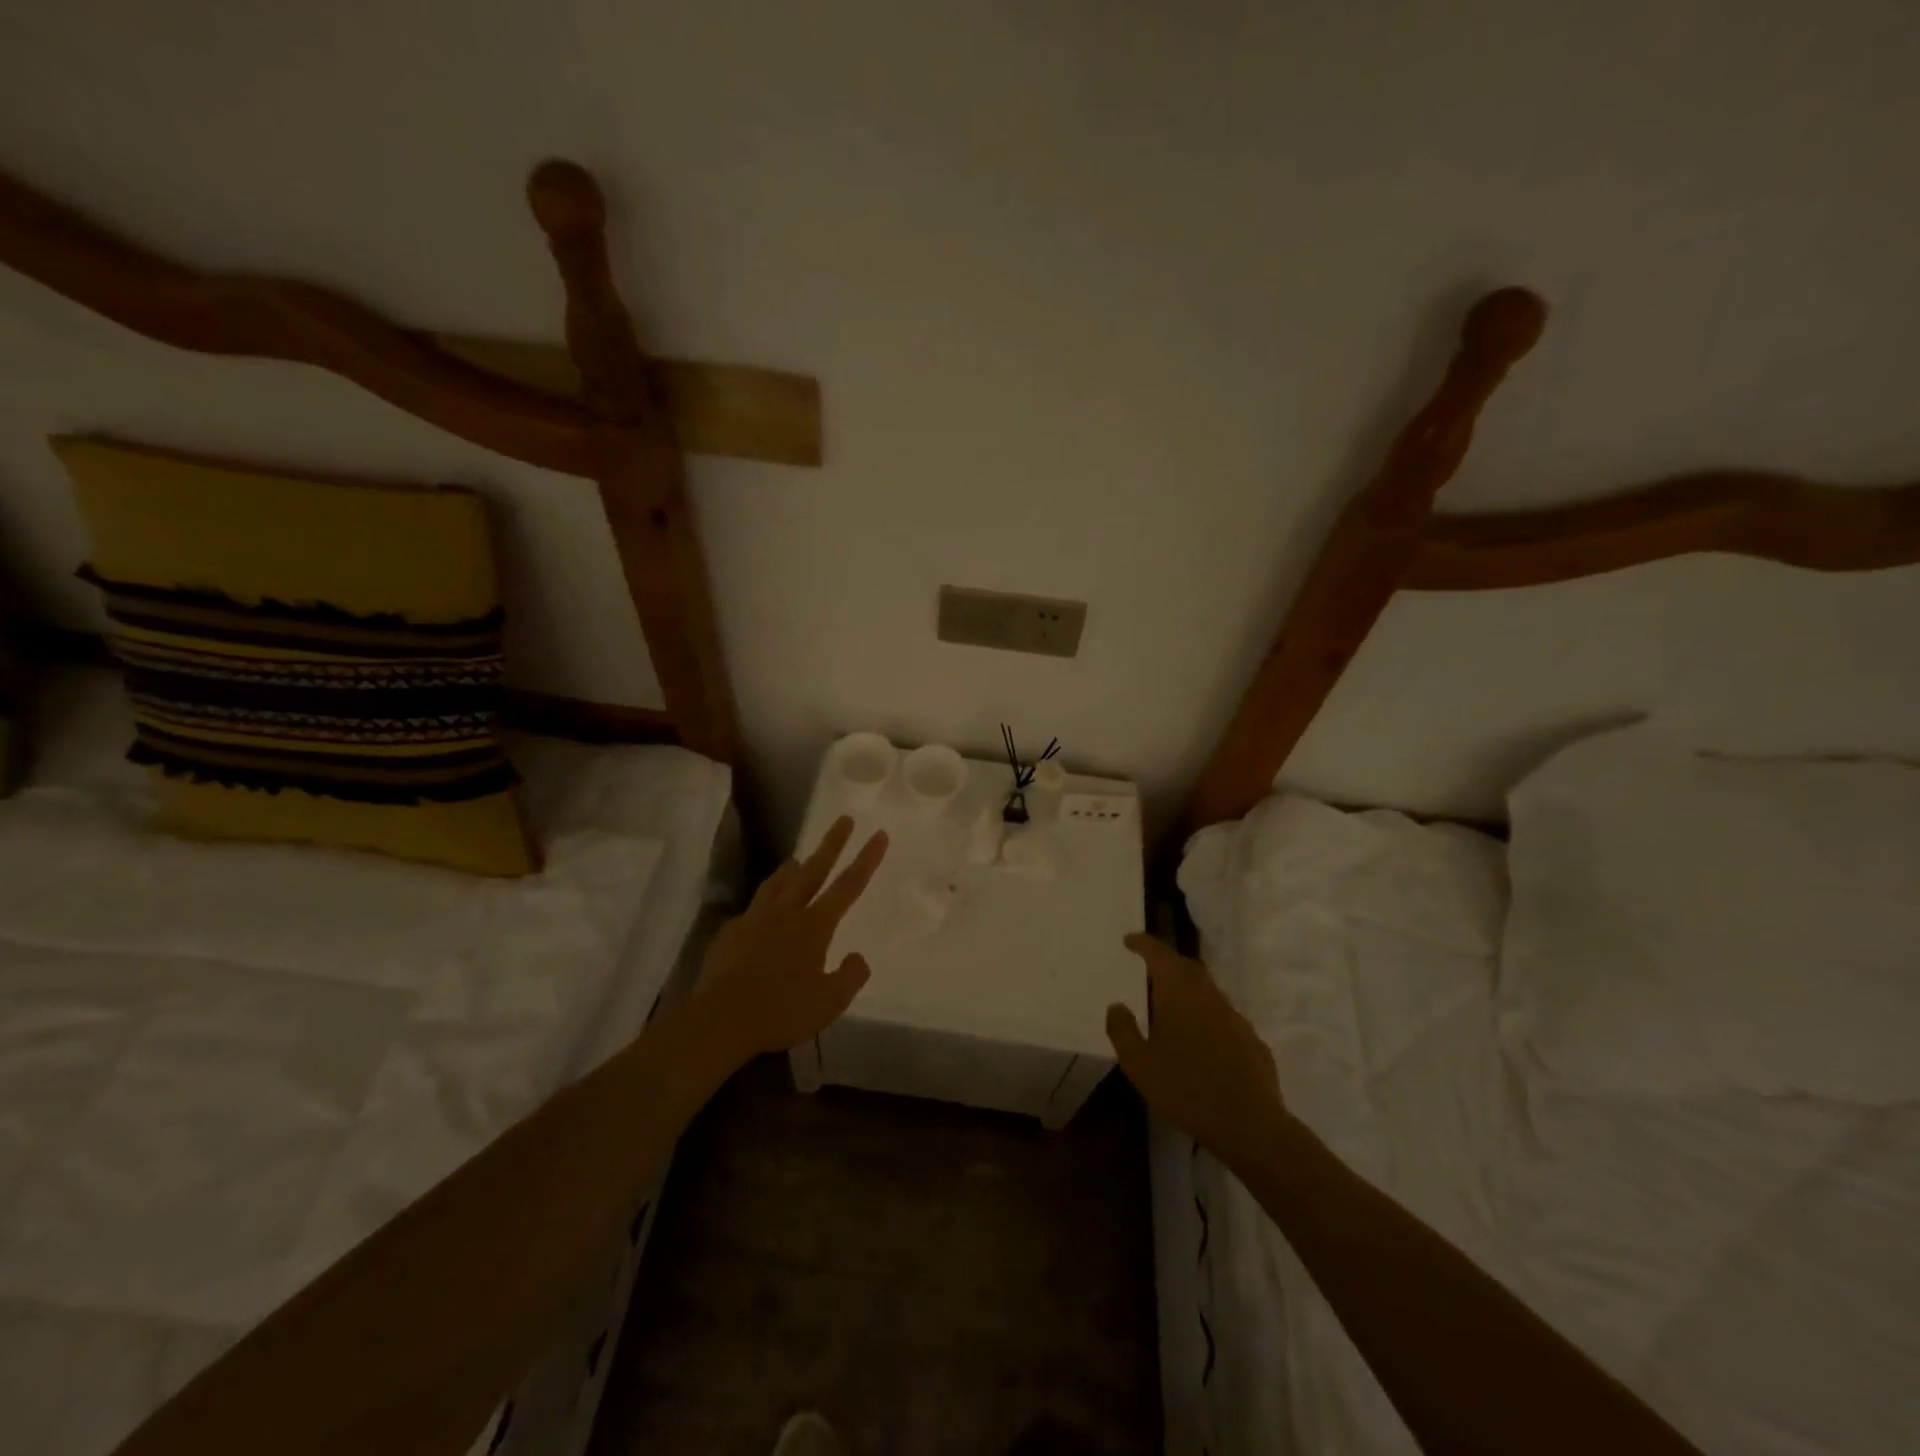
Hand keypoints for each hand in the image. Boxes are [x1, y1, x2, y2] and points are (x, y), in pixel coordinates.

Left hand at [690, 815, 888, 1068]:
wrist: (720, 1018)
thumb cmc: (781, 1010)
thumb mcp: (829, 1003)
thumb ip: (849, 977)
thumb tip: (858, 957)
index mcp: (815, 926)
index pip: (848, 885)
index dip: (866, 859)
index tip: (878, 834)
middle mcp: (786, 913)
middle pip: (813, 870)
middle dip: (831, 844)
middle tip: (844, 819)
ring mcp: (754, 919)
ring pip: (777, 883)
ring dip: (792, 868)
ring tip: (797, 858)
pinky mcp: (730, 933)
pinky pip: (752, 910)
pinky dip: (763, 904)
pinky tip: (760, 914)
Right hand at [1106, 933, 1287, 1164]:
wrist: (1249, 1126)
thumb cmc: (1185, 1089)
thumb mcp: (1139, 1064)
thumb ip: (1123, 1030)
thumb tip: (1116, 1005)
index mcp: (1179, 992)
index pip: (1159, 954)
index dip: (1143, 944)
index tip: (1129, 940)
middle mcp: (1208, 995)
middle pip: (1186, 967)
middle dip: (1167, 963)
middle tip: (1148, 970)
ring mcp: (1235, 1016)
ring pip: (1207, 992)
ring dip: (1187, 991)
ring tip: (1170, 1007)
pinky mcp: (1252, 1040)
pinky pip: (1223, 1017)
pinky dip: (1207, 1018)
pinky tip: (1200, 1041)